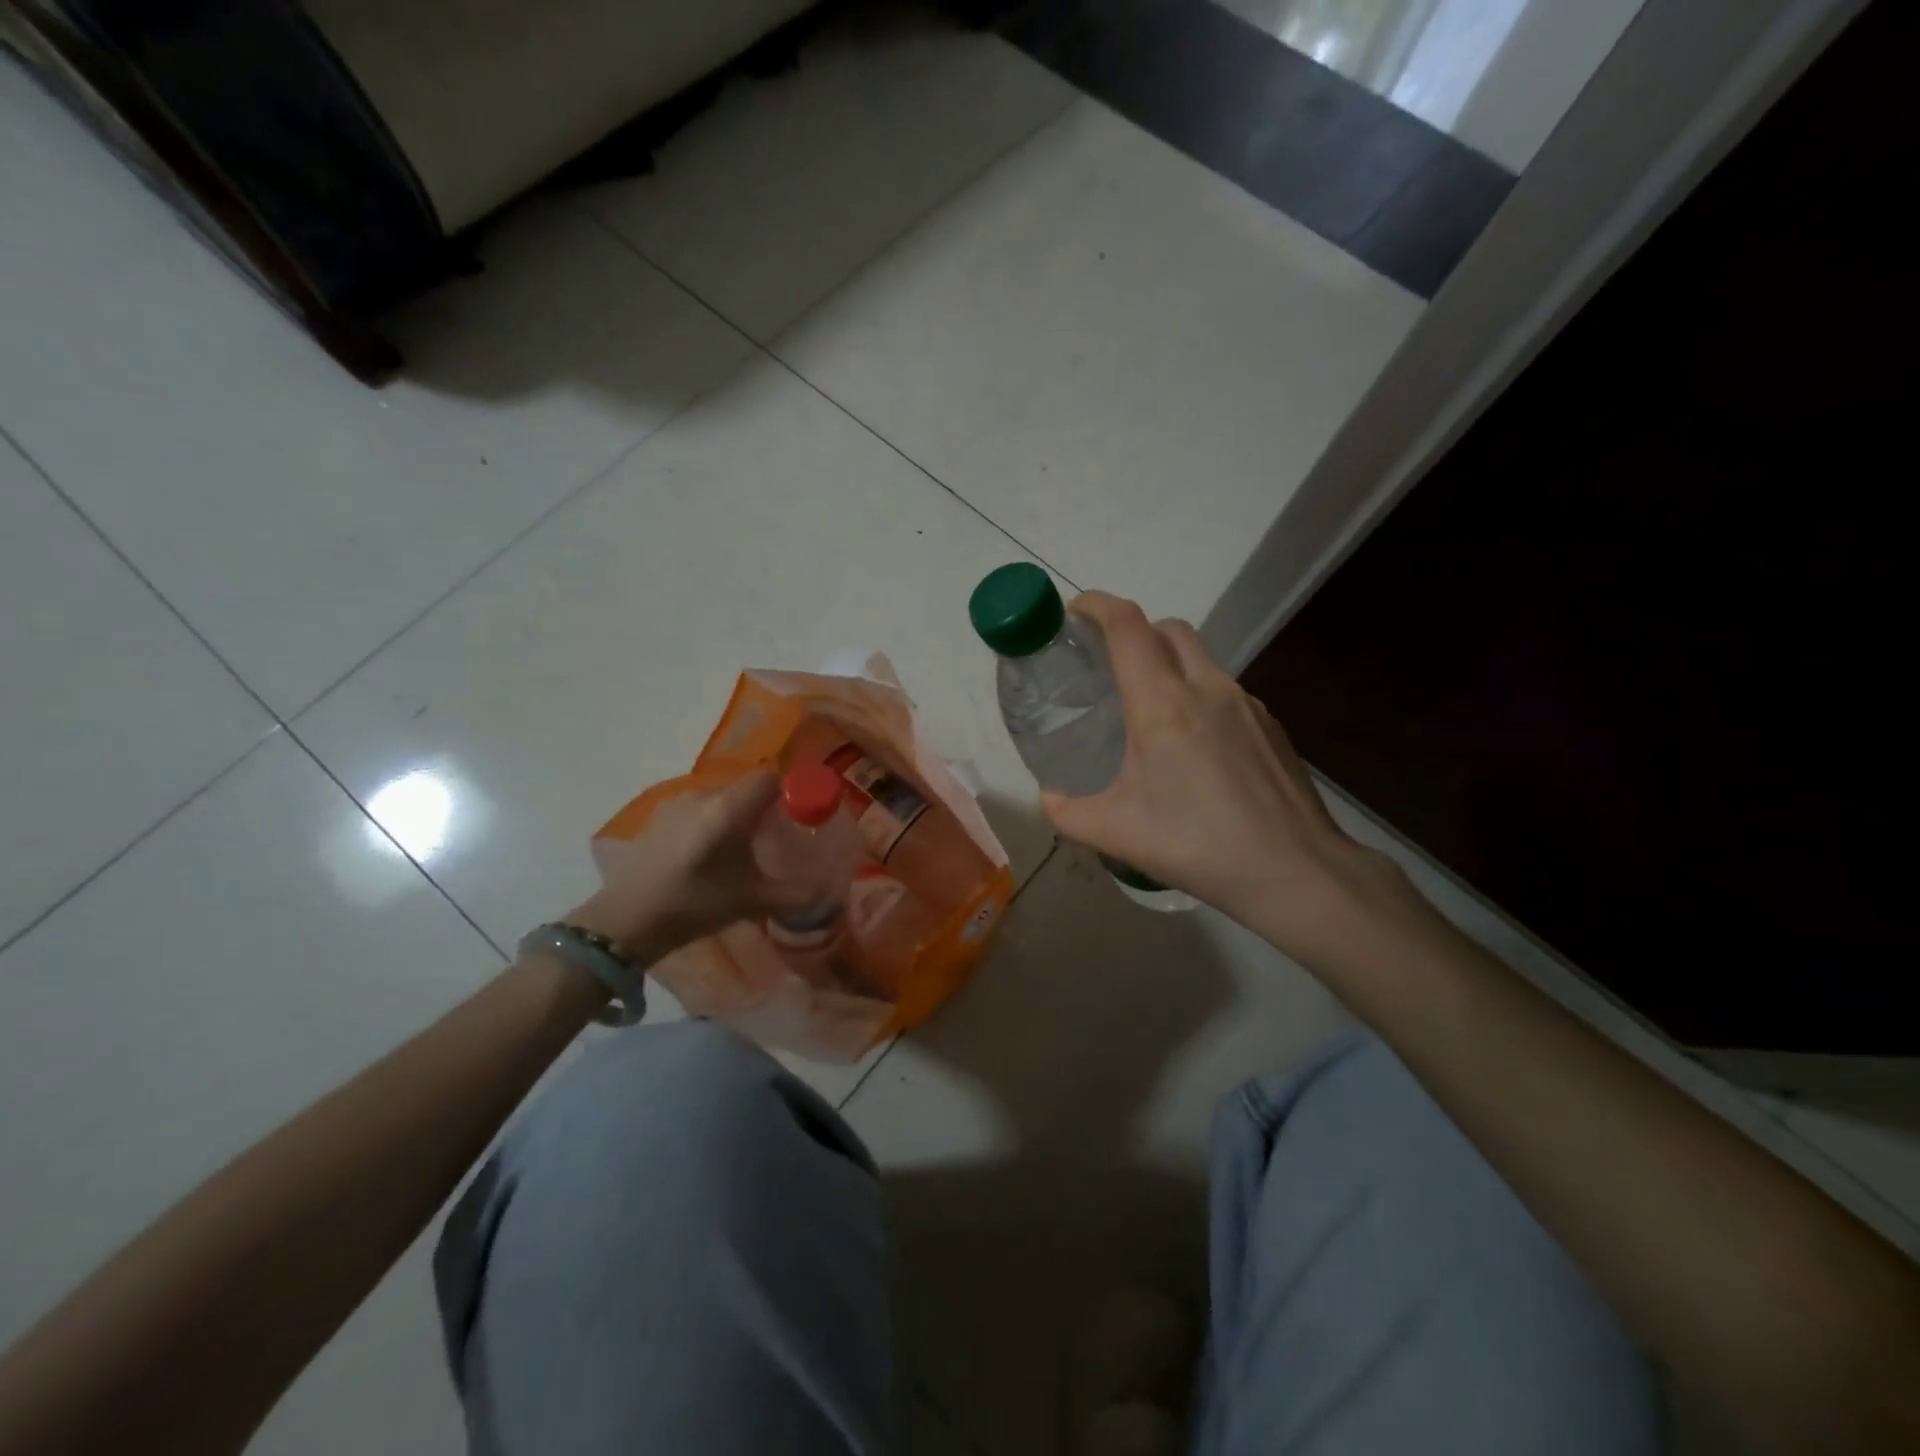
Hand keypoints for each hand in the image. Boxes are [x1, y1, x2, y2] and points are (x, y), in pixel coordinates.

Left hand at [566, 772, 817, 955]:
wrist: (626, 920)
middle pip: (745, 789)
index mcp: (730, 807)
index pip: (769, 778)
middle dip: (763, 810)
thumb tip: (830, 894)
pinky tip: (704, 858)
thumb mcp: (753, 902)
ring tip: (737, 854)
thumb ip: (796, 894)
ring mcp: (676, 805)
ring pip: (719, 800)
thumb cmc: (696, 903)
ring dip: (734, 818)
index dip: (788, 792)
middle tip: (772, 842)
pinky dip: (709, 825)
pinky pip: (696, 812)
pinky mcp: (657, 819)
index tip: (797, 818)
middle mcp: (704, 795)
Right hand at [1041, 592, 1410, 958]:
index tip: (1074, 612)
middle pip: (1167, 629)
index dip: (1096, 605)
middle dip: (1133, 631)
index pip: (1127, 626)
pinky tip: (1195, 748)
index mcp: (1163, 704)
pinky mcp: (1271, 724)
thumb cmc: (1197, 845)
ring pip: (1200, 658)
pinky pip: (1224, 691)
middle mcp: (1207, 688)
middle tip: (1108, 664)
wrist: (1295, 870)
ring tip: (1149, 711)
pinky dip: (1199, 696)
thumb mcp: (1115, 833)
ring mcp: (1247, 703)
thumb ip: (1067, 811)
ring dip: (1168, 664)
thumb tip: (1049, 797)